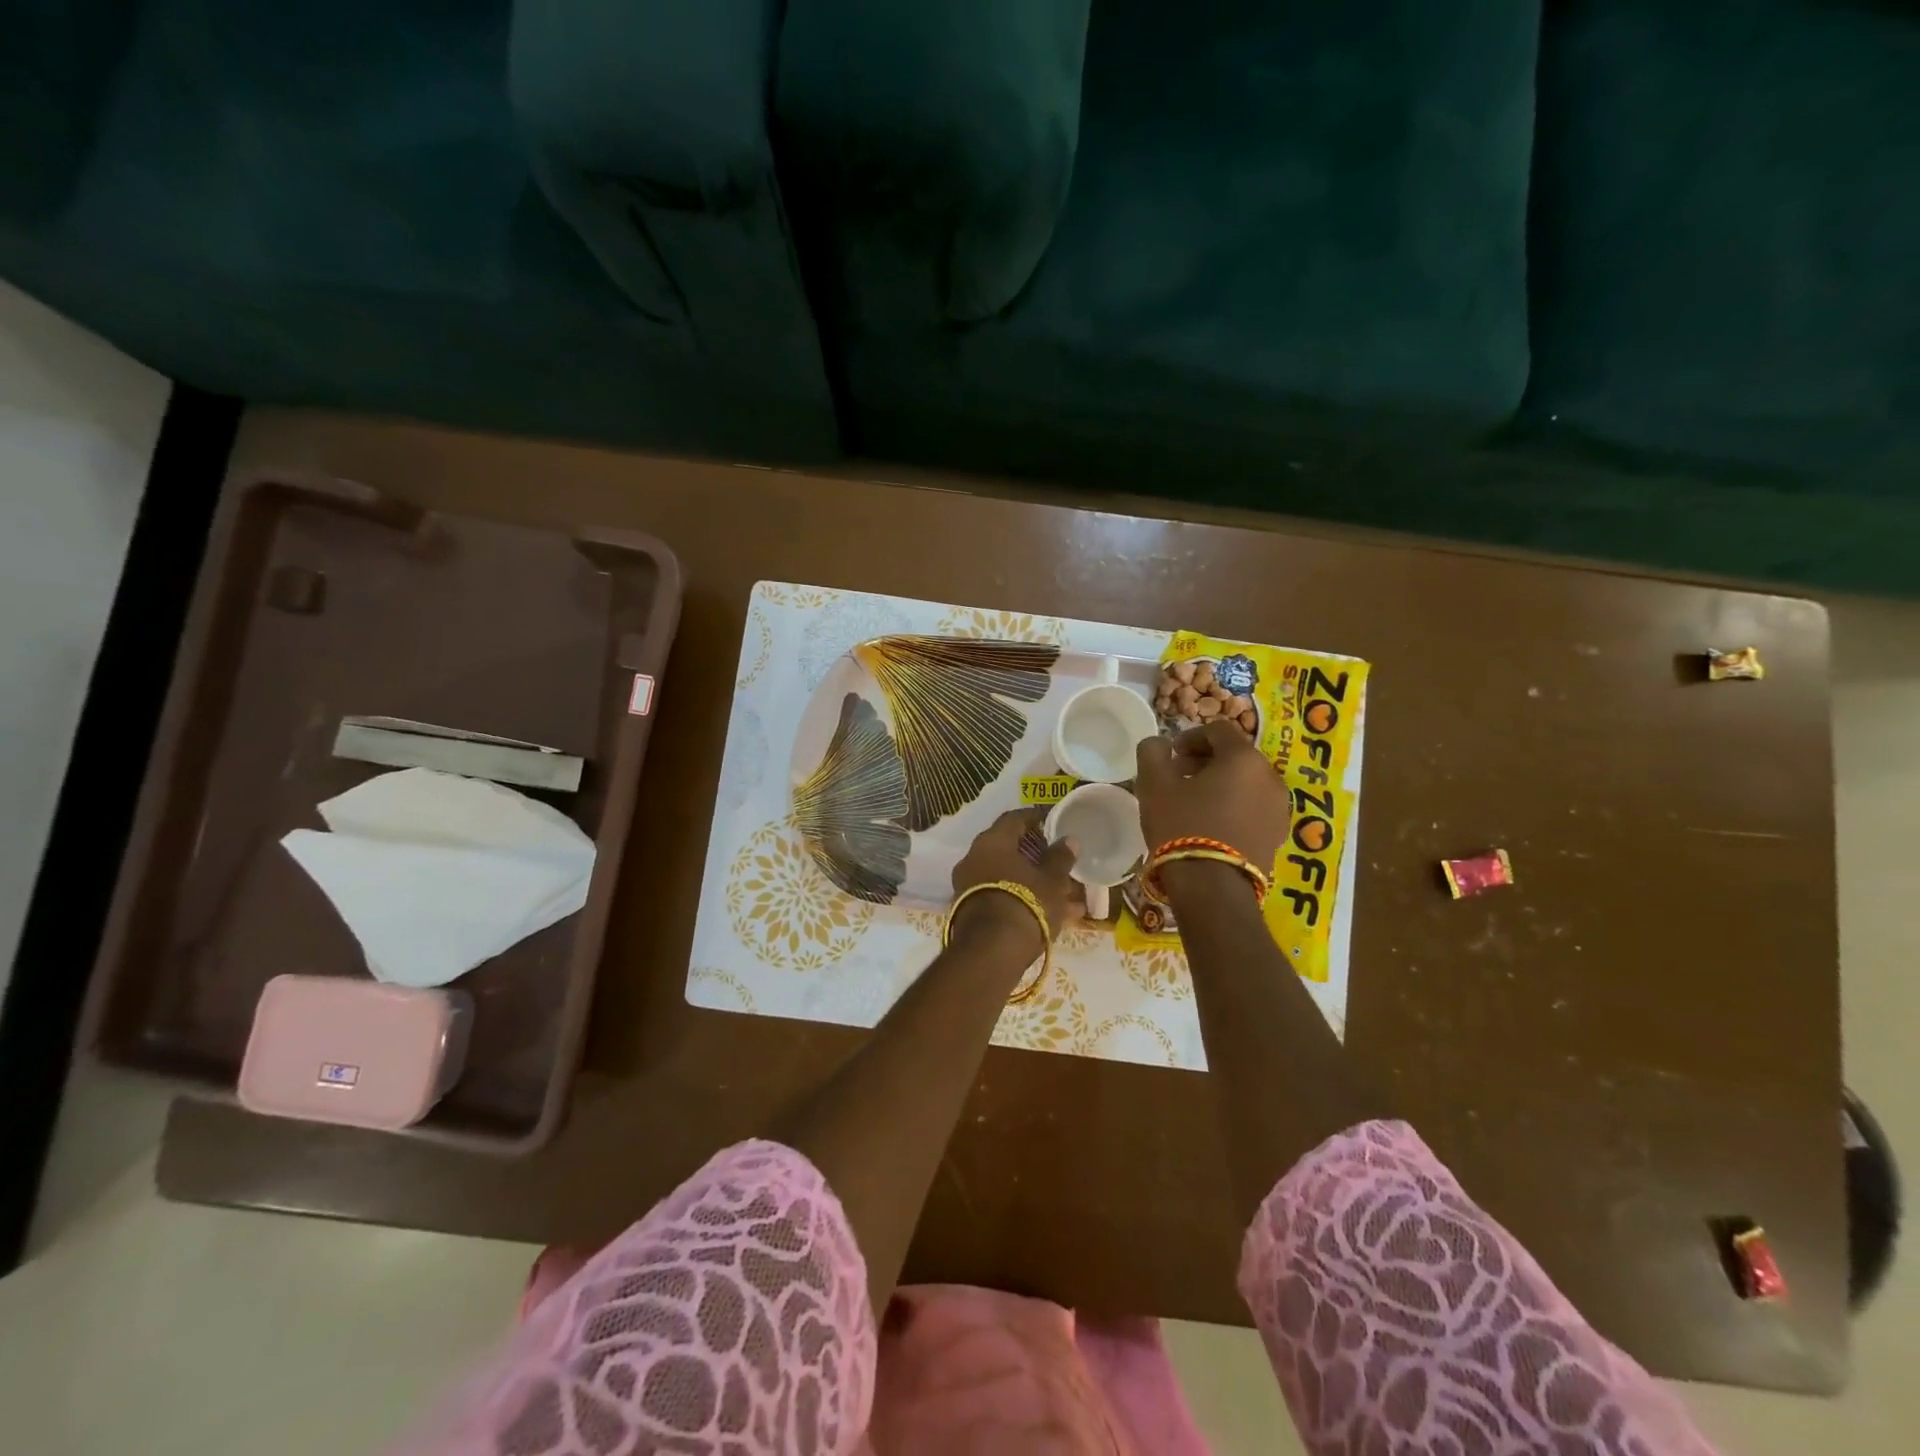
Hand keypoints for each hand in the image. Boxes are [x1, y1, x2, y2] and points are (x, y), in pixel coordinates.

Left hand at [949, 808, 1081, 951]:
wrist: (990, 953)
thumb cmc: (1025, 903)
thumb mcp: (1051, 880)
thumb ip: (1060, 857)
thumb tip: (1068, 839)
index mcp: (992, 842)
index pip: (1014, 818)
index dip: (1035, 817)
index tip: (1052, 820)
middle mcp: (974, 858)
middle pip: (1009, 849)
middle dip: (1037, 855)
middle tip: (1059, 859)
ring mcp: (969, 886)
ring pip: (1008, 877)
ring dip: (1035, 882)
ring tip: (1067, 895)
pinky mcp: (970, 911)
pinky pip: (1003, 896)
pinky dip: (1025, 900)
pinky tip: (1054, 916)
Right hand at [1134, 721, 1289, 888]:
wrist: (1213, 887)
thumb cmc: (1182, 825)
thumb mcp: (1154, 784)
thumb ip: (1152, 752)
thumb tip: (1159, 743)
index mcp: (1243, 758)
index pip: (1218, 729)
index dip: (1190, 736)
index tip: (1171, 755)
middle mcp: (1270, 777)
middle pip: (1236, 755)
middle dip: (1206, 760)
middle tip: (1179, 778)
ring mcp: (1279, 808)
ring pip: (1247, 782)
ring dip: (1221, 784)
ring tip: (1194, 804)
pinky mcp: (1278, 835)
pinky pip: (1254, 808)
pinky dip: (1234, 806)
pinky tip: (1211, 825)